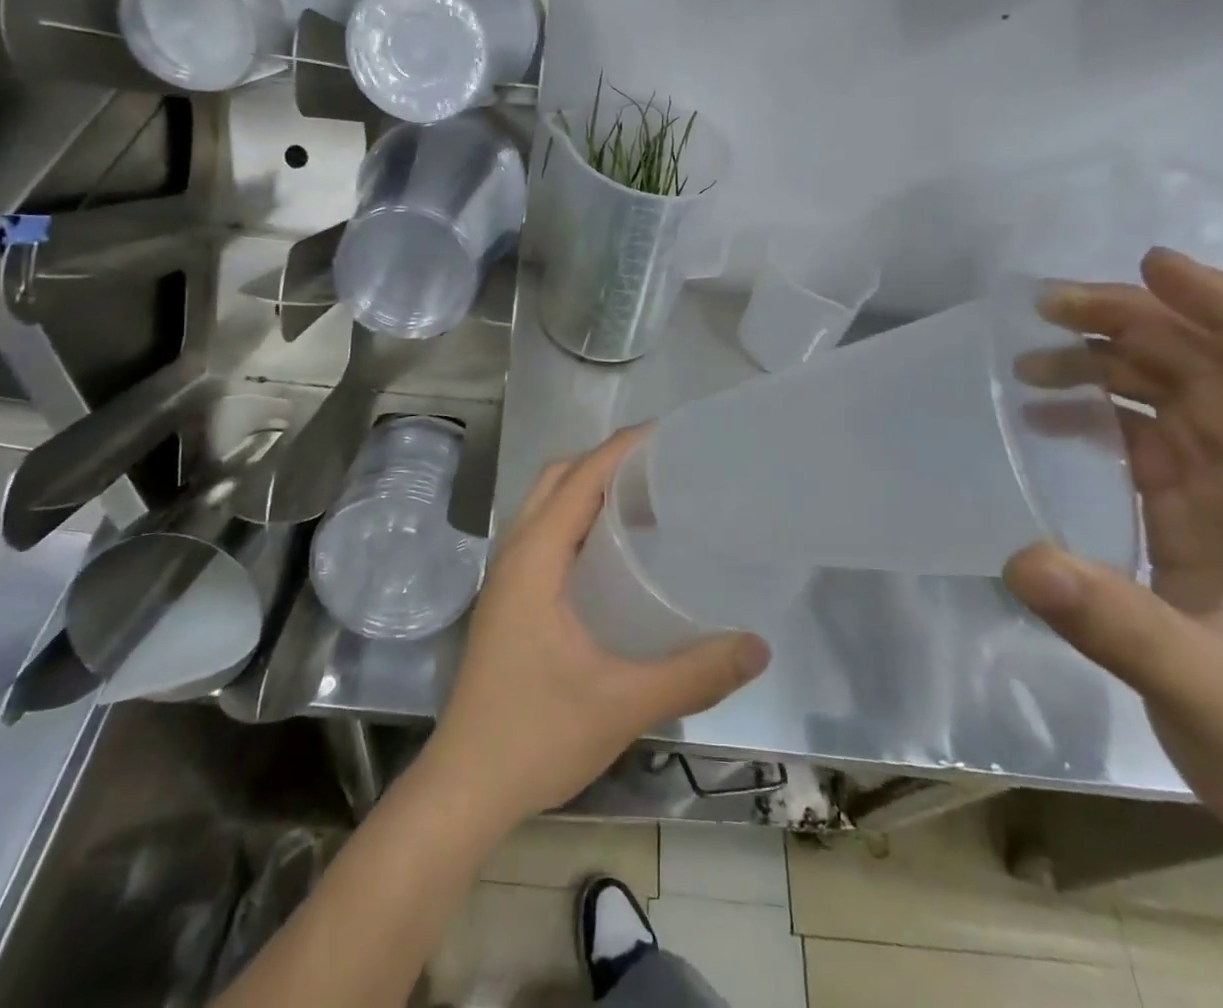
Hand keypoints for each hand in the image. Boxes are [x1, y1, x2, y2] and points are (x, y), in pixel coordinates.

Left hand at [418, 429, 771, 833]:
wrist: (464, 787)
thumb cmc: (537, 734)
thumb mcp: (623, 703)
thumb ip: (694, 673)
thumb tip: (758, 646)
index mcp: (535, 558)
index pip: (580, 478)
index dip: (620, 448)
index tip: (665, 433)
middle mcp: (515, 554)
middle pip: (557, 479)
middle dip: (604, 461)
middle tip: (660, 470)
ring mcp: (507, 578)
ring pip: (546, 506)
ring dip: (587, 489)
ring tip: (644, 502)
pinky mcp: (509, 601)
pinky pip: (544, 536)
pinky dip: (576, 521)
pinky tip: (614, 556)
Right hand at [1002, 249, 1222, 861]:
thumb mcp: (1215, 692)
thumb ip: (1121, 624)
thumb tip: (1022, 559)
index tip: (1152, 268)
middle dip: (1144, 325)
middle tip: (1052, 305)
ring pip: (1182, 394)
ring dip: (1114, 360)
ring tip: (1035, 351)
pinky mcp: (1199, 513)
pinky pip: (1149, 436)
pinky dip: (1100, 411)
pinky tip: (1047, 406)